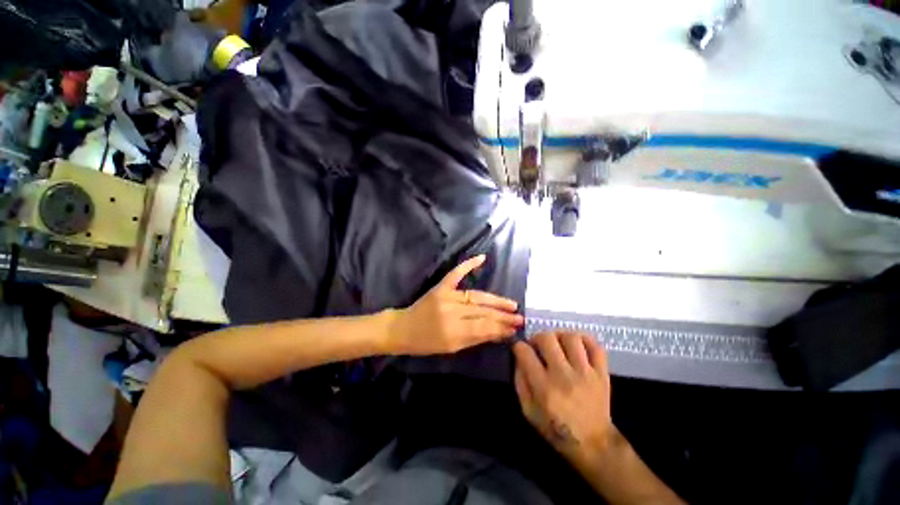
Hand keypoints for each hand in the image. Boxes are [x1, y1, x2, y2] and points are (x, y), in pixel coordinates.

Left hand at [387, 255, 523, 354]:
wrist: (403, 329)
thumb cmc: (427, 343)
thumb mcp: (452, 348)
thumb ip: (475, 338)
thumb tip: (499, 332)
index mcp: (453, 331)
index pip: (484, 327)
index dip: (501, 327)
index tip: (515, 328)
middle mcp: (451, 311)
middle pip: (483, 311)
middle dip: (503, 315)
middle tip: (519, 318)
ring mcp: (446, 296)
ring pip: (476, 296)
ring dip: (495, 300)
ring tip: (511, 304)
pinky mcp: (440, 287)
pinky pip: (456, 274)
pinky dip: (468, 264)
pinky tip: (481, 258)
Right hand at [513, 332, 614, 461]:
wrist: (593, 444)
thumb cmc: (556, 428)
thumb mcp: (528, 411)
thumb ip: (520, 382)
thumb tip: (518, 358)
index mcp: (544, 388)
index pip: (525, 352)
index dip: (518, 346)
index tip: (519, 349)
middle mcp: (564, 376)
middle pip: (547, 338)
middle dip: (537, 337)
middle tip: (538, 346)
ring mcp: (586, 373)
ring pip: (571, 338)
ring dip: (559, 336)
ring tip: (557, 344)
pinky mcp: (602, 374)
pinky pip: (595, 346)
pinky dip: (584, 339)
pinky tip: (576, 344)